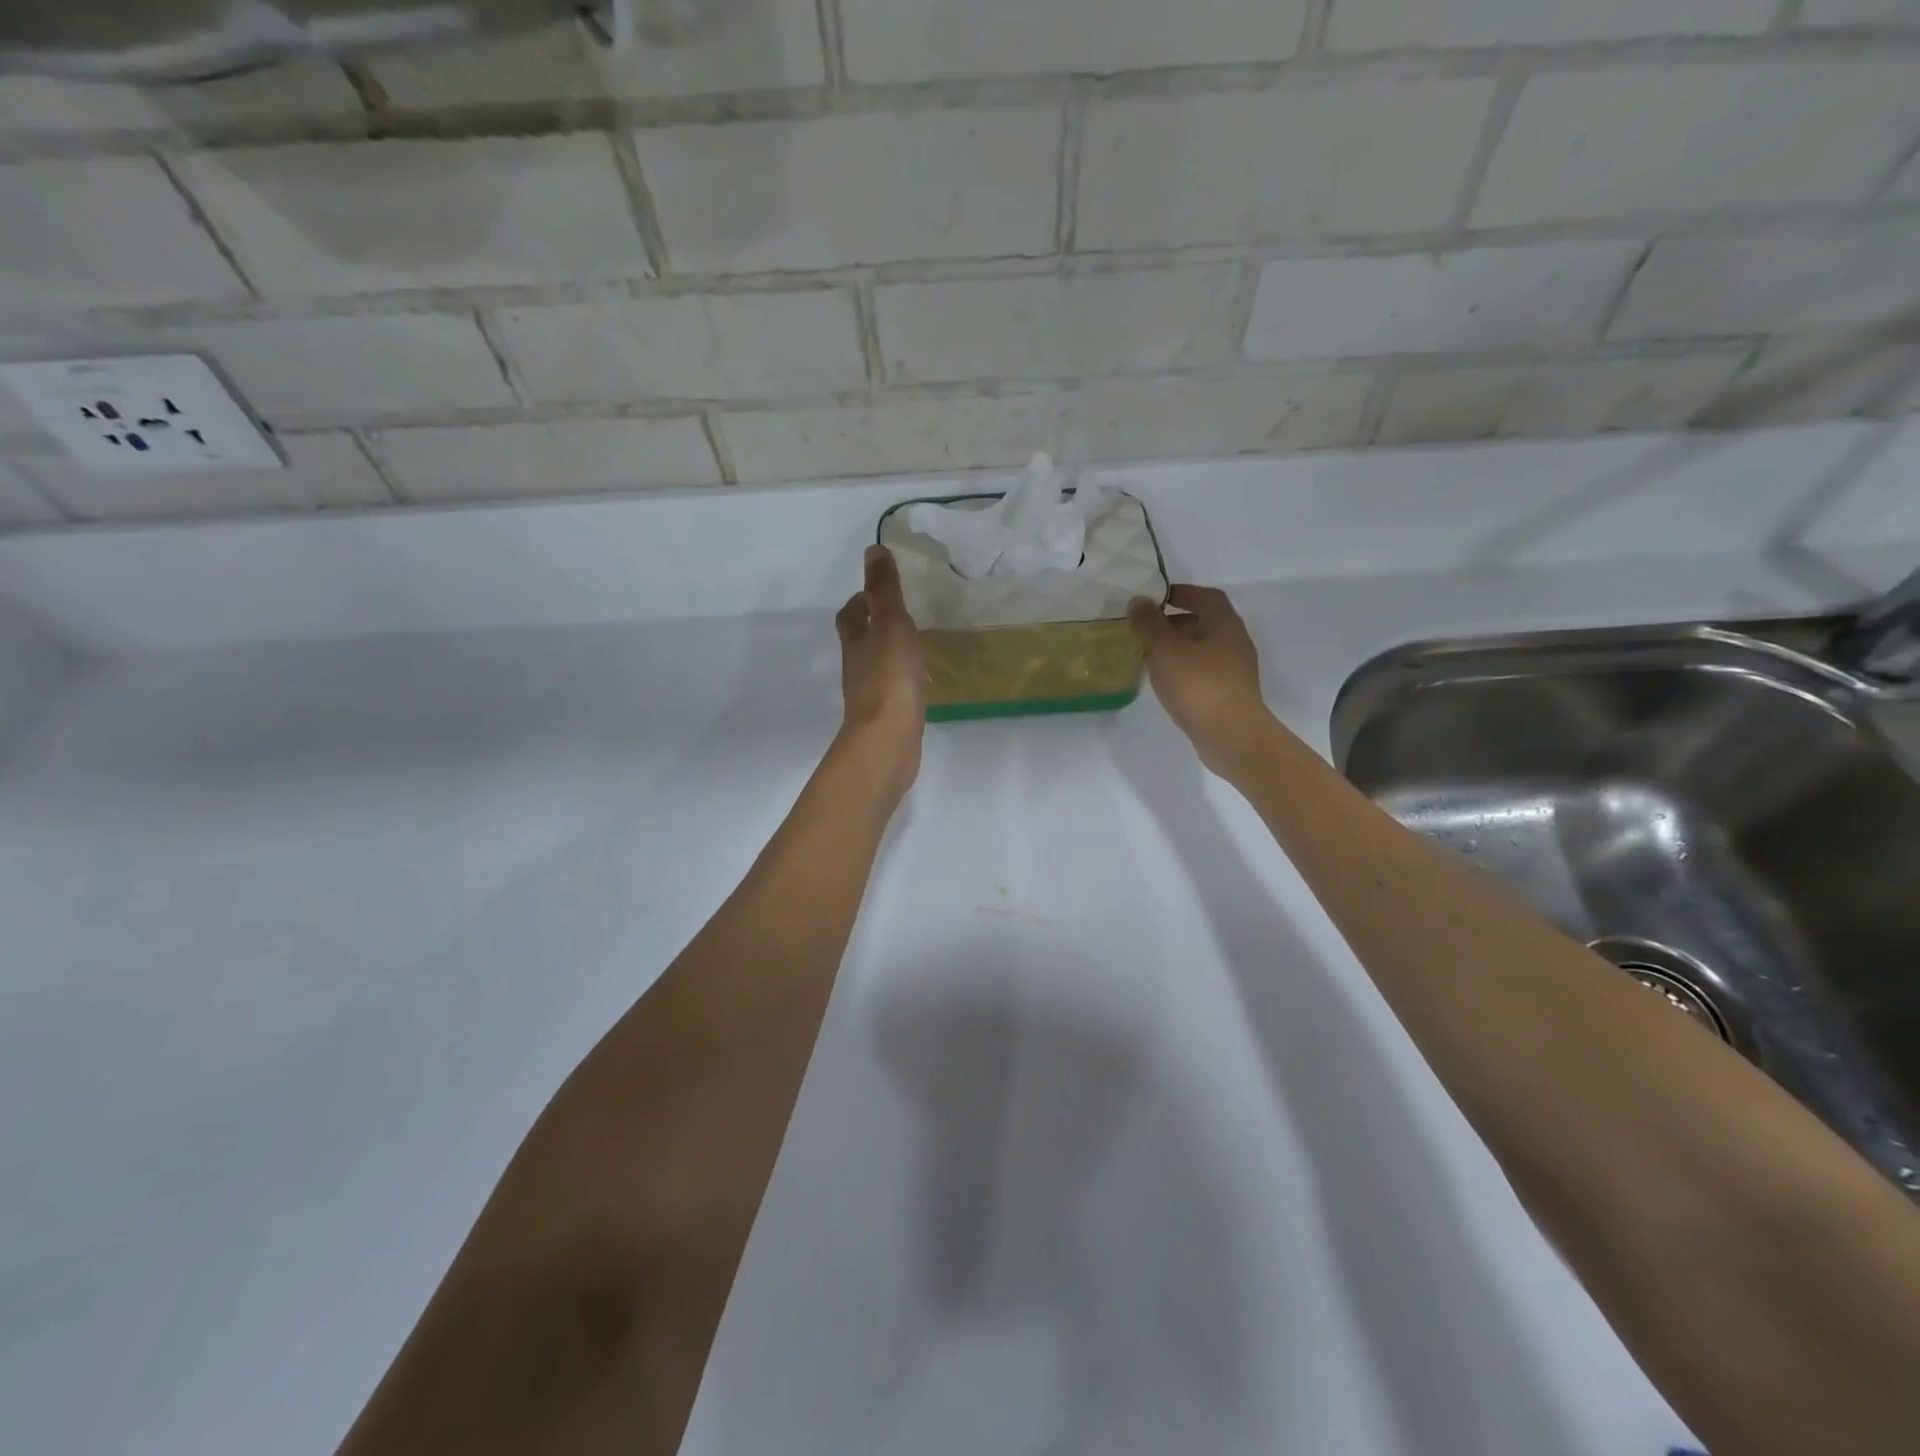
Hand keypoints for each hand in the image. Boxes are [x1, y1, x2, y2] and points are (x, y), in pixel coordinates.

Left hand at [836, 545, 925, 790]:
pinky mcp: (887, 718)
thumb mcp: (891, 625)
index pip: (851, 615)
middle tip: (901, 616)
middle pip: (861, 640)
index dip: (860, 600)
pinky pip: (894, 691)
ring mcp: (871, 695)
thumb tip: (872, 550)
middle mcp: (858, 667)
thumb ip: (884, 591)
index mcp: (856, 642)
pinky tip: (921, 683)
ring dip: (891, 653)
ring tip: (916, 645)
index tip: (876, 591)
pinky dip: (904, 681)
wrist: (887, 741)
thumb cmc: (889, 679)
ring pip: (878, 666)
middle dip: (875, 626)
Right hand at [1129, 585, 1274, 777]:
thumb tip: (1139, 600)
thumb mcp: (1165, 650)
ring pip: (1202, 649)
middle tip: (1146, 629)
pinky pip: (1203, 671)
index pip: (1206, 596)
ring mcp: (1234, 670)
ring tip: (1149, 656)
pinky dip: (1184, 669)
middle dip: (1174, 622)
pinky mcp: (1229, 694)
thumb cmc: (1198, 685)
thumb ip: (1149, 624)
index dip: (1183, 592)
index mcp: (1224, 624)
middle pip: (1204, 622)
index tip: (1157, 597)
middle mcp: (1234, 642)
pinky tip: (1165, 681)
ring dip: (1177, 648)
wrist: (1231, 735)